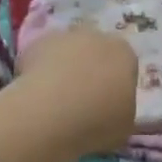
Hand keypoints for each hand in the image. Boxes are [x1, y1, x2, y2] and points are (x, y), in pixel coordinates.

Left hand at [14, 25, 138, 156]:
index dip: (116, 85)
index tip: (108, 105)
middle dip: (91, 70)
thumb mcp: (124, 125)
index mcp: (124, 53)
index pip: (125, 65)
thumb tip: (112, 106)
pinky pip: (43, 57)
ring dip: (65, 68)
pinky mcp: (37, 42)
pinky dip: (41, 71)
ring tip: (56, 100)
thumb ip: (122, 107)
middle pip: (96, 51)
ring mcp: (65, 36)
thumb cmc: (97, 122)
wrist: (51, 112)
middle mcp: (96, 36)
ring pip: (68, 51)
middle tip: (82, 101)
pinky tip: (37, 94)